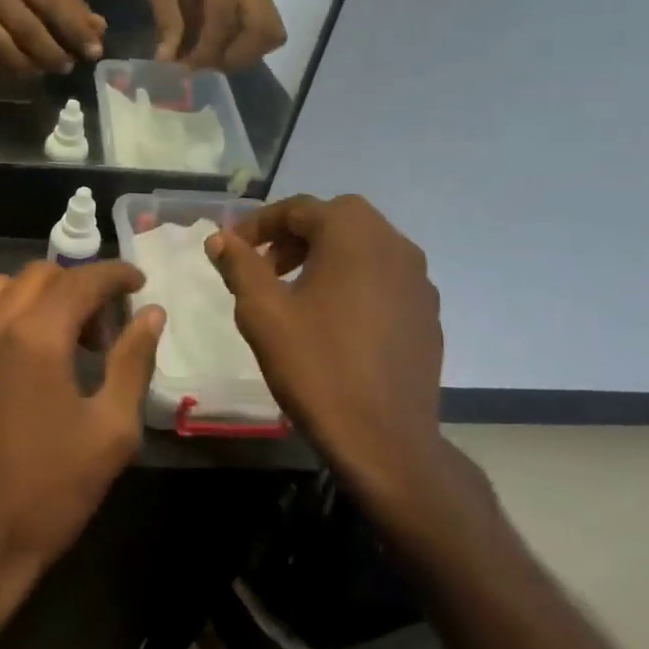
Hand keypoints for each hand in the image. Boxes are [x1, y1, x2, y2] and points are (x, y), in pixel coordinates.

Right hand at [0, 0, 106, 75]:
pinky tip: (12, 72)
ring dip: (24, 64)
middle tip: (66, 67)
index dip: (75, 29)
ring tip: (40, 72)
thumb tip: (99, 29)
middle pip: (26, 27)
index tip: (94, 52)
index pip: (53, 1)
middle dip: (50, 52)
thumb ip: (73, 10)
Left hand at [0, 260, 164, 637]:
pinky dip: (12, 315)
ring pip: (4, 290)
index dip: (115, 275)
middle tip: (107, 324)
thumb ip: (133, 361)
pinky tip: (31, 358)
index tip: (139, 283)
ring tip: (68, 337)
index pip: (80, 280)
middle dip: (79, 285)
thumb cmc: (52, 490)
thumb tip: (151, 315)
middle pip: (40, 275)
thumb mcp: (111, 429)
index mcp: (35, 336)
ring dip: (42, 296)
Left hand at [145, 0, 285, 70]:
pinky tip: (225, 51)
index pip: (224, 15)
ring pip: (271, 35)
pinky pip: (270, 36)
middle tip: (206, 65)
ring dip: (243, 57)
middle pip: (262, 29)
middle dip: (233, 56)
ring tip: (213, 60)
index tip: (185, 65)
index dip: (206, 48)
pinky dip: (249, 51)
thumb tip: (167, 59)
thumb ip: (166, 20)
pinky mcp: (268, 4)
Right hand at [206, 195, 452, 513]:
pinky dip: (353, 280)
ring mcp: (419, 280)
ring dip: (325, 255)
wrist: (384, 439)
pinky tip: (333, 319)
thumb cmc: (316, 366)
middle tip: (264, 267)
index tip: (231, 249)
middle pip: (336, 219)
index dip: (257, 224)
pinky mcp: (428, 312)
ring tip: (294, 292)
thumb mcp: (262, 312)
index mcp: (354, 235)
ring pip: (363, 246)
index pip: (298, 209)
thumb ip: (239, 265)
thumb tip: (220, 238)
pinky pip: (384, 277)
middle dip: (293, 236)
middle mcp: (394, 245)